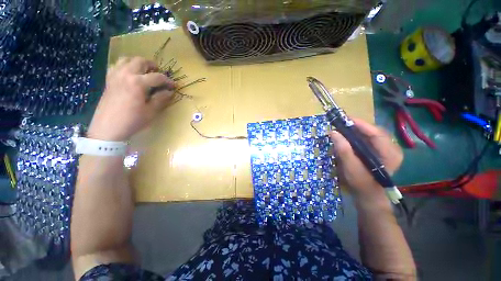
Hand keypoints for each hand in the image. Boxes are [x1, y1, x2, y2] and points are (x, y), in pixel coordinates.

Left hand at [88, 57, 175, 140]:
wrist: (108, 128)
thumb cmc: (132, 120)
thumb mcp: (151, 111)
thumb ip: (161, 99)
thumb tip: (170, 91)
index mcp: (138, 83)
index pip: (157, 77)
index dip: (168, 81)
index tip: (174, 86)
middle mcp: (126, 74)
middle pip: (140, 61)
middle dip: (152, 65)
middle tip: (159, 73)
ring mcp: (115, 76)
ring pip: (127, 59)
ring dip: (138, 63)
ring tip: (145, 71)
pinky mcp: (109, 80)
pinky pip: (116, 66)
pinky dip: (125, 66)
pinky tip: (129, 74)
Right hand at [329, 119, 402, 200]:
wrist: (369, 195)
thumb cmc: (361, 184)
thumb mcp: (351, 167)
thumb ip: (343, 150)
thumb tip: (333, 132)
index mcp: (390, 154)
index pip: (376, 133)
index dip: (360, 124)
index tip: (344, 119)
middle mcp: (392, 149)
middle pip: (374, 131)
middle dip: (357, 126)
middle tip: (341, 123)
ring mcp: (387, 150)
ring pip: (371, 134)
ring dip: (357, 130)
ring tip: (343, 128)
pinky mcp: (381, 151)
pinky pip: (369, 139)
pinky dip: (358, 136)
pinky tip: (349, 137)